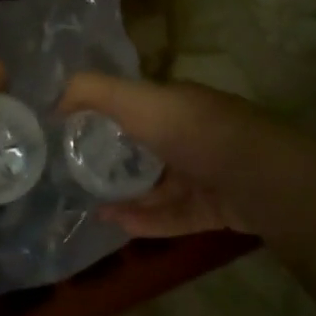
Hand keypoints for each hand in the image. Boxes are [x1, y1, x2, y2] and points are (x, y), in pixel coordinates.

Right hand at [58, 72, 315, 244]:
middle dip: (114, 159)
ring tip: (90, 204)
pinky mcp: (217, 208)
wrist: (262, 179)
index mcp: (177, 103)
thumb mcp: (137, 100)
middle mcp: (193, 134)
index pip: (136, 105)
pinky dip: (146, 219)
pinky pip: (174, 214)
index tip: (71, 131)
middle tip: (77, 173)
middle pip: (147, 146)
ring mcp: (207, 173)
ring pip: (159, 185)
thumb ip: (93, 92)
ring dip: (126, 194)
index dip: (104, 114)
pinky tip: (116, 224)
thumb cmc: (194, 132)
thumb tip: (53, 100)